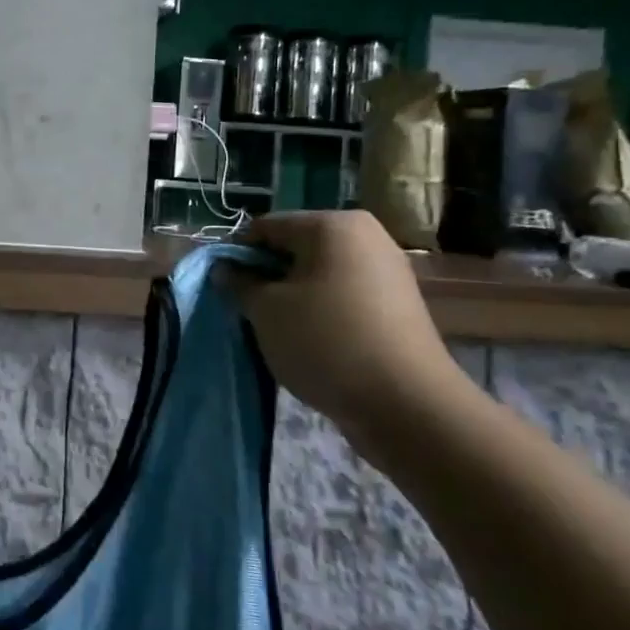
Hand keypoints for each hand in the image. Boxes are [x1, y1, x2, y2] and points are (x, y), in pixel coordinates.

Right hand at [239, 211, 459, 437]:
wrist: (407, 405)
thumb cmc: (326, 341)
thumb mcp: (266, 311)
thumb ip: (239, 284)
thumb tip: (224, 270)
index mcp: (332, 224)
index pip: (265, 227)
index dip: (236, 255)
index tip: (221, 287)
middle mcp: (365, 236)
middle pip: (294, 248)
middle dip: (266, 276)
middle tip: (247, 311)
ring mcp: (387, 270)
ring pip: (318, 274)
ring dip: (291, 296)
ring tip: (277, 330)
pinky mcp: (397, 305)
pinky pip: (343, 296)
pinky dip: (320, 312)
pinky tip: (310, 342)